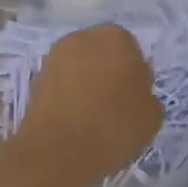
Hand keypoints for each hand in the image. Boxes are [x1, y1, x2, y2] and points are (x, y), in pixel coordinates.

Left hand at [15, 24, 161, 181]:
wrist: (60, 150)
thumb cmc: (115, 125)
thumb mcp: (152, 114)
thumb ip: (146, 95)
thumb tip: (133, 94)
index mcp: (116, 37)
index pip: (132, 51)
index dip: (134, 75)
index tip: (134, 99)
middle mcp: (82, 37)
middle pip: (102, 54)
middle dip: (107, 73)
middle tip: (114, 105)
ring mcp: (54, 56)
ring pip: (79, 68)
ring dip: (85, 85)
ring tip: (92, 117)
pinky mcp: (35, 79)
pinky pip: (61, 85)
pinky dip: (68, 97)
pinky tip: (74, 121)